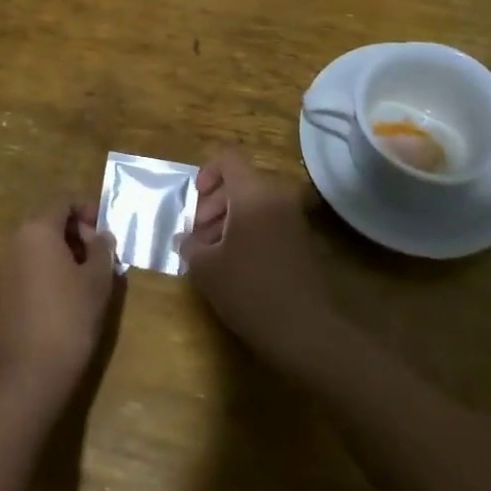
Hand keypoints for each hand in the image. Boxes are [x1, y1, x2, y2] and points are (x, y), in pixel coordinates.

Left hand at [0, 202, 119, 414]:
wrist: (27, 377)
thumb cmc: (68, 319)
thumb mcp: (97, 281)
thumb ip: (102, 250)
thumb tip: (101, 236)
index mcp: (36, 228)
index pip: (64, 202)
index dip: (89, 211)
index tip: (107, 232)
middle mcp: (13, 239)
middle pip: (49, 221)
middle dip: (77, 232)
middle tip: (101, 256)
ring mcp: (2, 265)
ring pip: (38, 244)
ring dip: (63, 251)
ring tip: (88, 276)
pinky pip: (28, 264)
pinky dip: (48, 268)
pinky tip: (67, 294)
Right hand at [180, 152, 344, 375]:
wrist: (306, 331)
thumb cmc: (250, 291)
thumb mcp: (207, 269)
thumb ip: (190, 245)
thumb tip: (184, 239)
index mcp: (253, 193)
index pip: (229, 159)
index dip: (207, 174)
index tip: (195, 203)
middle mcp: (277, 196)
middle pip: (241, 182)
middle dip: (214, 203)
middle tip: (199, 236)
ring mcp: (294, 217)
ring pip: (255, 202)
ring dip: (230, 219)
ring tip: (214, 253)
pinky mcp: (302, 239)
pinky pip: (270, 220)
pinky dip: (250, 231)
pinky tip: (237, 264)